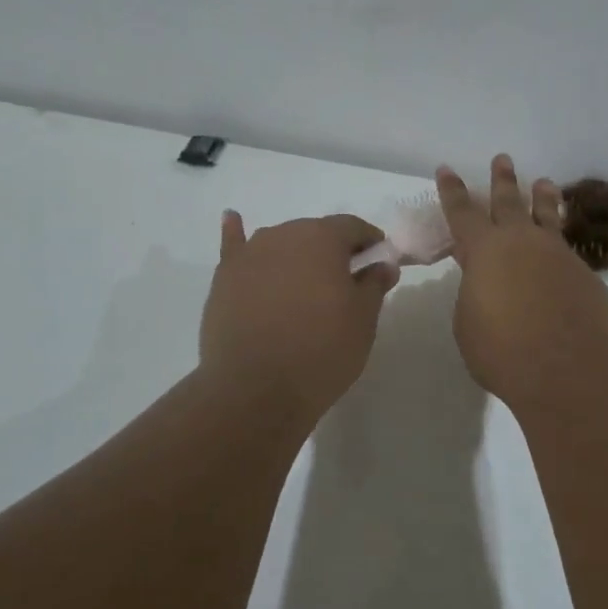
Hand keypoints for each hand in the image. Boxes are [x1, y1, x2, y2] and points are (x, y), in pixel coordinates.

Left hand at [200, 212, 398, 420]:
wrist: (255, 389)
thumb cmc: (321, 351)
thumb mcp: (363, 320)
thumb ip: (374, 284)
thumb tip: (383, 263)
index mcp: (323, 238)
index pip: (353, 226)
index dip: (369, 240)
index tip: (379, 258)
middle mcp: (284, 235)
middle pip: (315, 233)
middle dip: (332, 250)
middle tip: (345, 280)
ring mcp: (249, 254)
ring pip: (280, 243)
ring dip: (296, 253)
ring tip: (304, 279)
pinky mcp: (224, 278)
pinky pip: (233, 246)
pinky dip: (236, 233)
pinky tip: (233, 219)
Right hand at [438, 156, 607, 408]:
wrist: (567, 368)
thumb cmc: (502, 350)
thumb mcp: (469, 321)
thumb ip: (475, 293)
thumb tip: (489, 284)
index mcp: (484, 250)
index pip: (462, 212)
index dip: (452, 190)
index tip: (447, 169)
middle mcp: (522, 242)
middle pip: (508, 202)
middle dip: (502, 180)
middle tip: (502, 159)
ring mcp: (558, 255)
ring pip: (547, 216)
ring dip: (542, 197)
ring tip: (544, 182)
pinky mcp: (585, 275)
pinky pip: (568, 251)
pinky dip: (560, 245)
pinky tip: (562, 253)